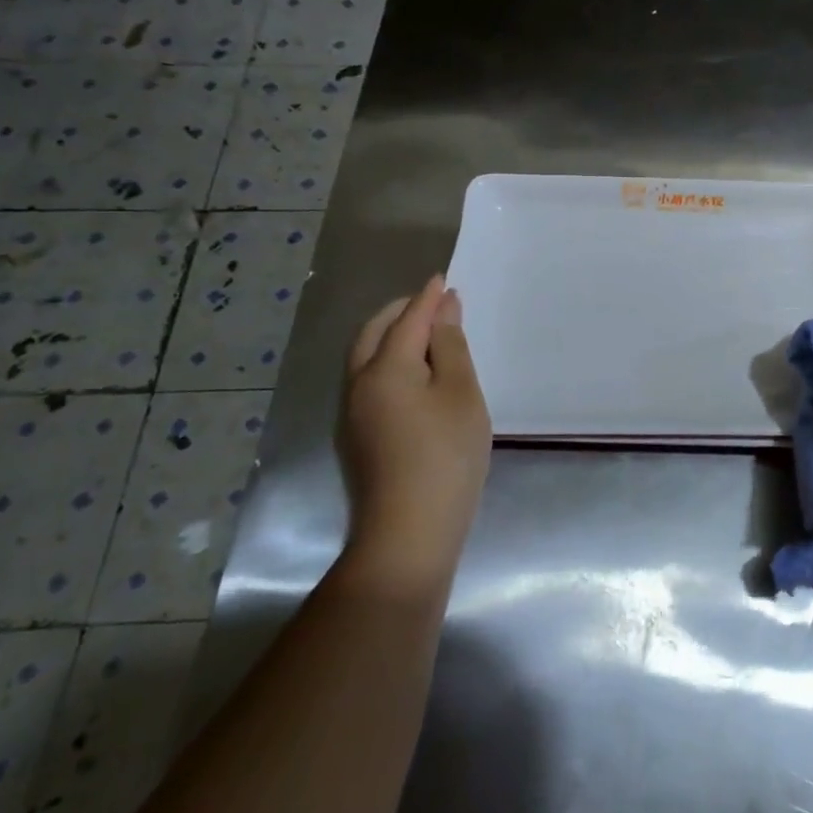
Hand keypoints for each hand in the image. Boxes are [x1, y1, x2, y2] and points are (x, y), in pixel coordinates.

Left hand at [337, 276, 491, 594]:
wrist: (408, 533)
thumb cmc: (445, 455)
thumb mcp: (460, 393)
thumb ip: (450, 347)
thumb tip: (443, 310)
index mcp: (384, 368)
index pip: (408, 319)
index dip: (428, 298)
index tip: (443, 279)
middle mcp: (358, 384)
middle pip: (373, 334)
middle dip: (400, 312)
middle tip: (430, 303)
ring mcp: (351, 414)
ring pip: (365, 359)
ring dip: (390, 337)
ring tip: (424, 335)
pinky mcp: (356, 439)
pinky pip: (368, 382)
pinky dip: (388, 364)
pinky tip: (412, 377)